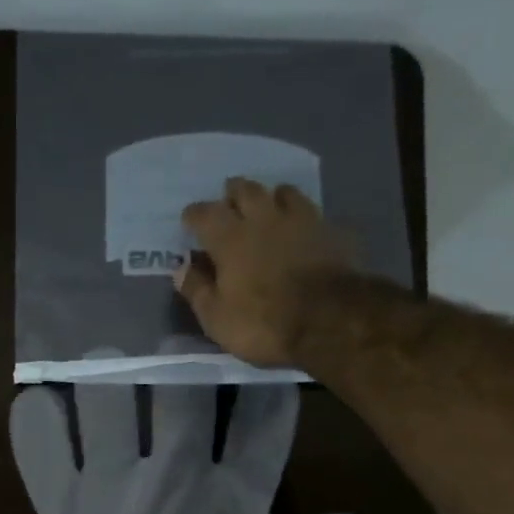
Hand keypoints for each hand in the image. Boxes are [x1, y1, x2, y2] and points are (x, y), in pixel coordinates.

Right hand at [176, 176, 357, 368]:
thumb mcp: (216, 318)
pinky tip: (301, 226)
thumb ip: (197, 290)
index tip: (189, 219)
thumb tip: (182, 269)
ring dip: (270, 196)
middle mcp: (264, 220)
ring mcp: (302, 221)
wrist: (331, 321)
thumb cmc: (262, 323)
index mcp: (230, 239)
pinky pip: (312, 213)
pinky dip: (301, 215)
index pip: (205, 214)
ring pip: (283, 192)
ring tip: (266, 205)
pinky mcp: (331, 232)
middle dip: (233, 193)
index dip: (194, 214)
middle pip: (246, 191)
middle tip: (228, 200)